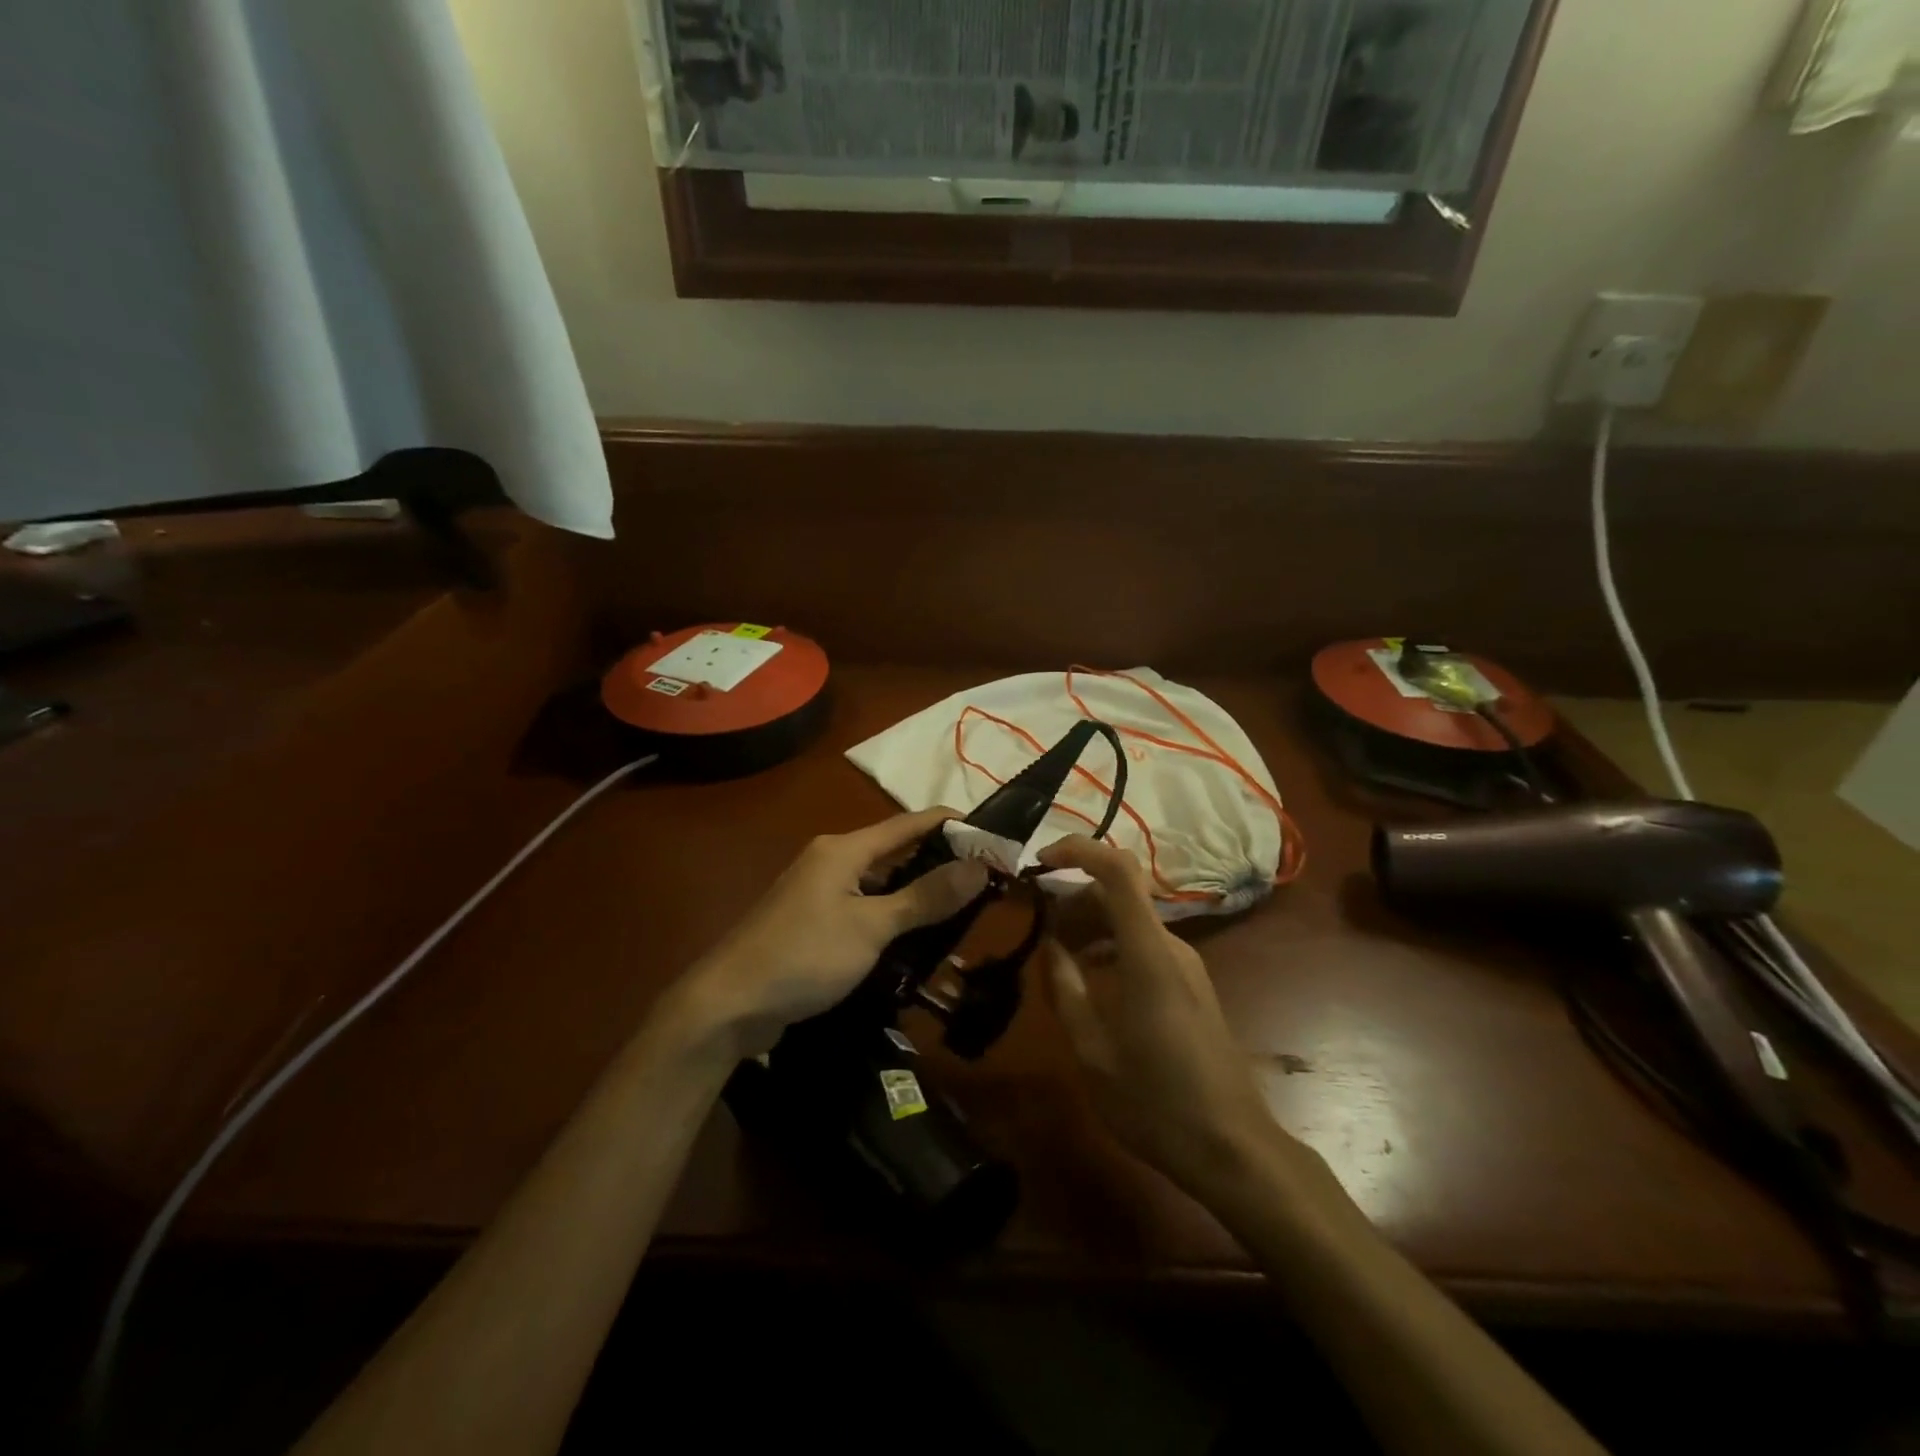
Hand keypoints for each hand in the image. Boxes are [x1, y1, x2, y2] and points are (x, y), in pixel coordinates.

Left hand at [677, 808, 989, 1057]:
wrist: (729, 1004)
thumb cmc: (804, 955)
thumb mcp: (872, 927)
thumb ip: (926, 896)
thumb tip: (979, 865)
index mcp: (844, 849)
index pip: (910, 824)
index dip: (952, 826)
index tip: (993, 839)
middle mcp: (832, 861)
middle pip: (896, 855)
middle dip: (940, 867)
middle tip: (986, 886)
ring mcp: (820, 893)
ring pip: (881, 888)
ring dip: (917, 900)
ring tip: (961, 917)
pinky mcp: (813, 924)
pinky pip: (864, 913)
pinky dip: (892, 922)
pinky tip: (916, 945)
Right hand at [1038, 835, 1292, 1200]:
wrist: (1232, 1148)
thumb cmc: (1155, 1102)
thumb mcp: (1092, 1050)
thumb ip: (1066, 988)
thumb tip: (1050, 945)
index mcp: (1148, 953)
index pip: (1118, 870)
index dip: (1079, 851)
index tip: (1040, 863)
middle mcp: (1172, 946)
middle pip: (1119, 894)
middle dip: (1073, 899)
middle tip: (1036, 928)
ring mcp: (1186, 965)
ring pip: (1130, 920)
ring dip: (1090, 924)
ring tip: (1056, 955)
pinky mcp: (1191, 984)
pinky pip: (1144, 944)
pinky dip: (1110, 945)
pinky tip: (1089, 977)